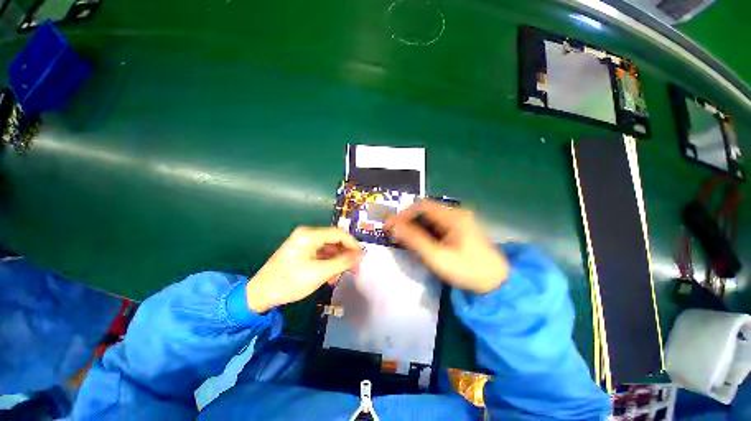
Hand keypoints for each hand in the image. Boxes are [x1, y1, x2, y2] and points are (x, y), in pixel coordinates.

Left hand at [245, 227, 361, 312]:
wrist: (260, 294)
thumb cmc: (290, 282)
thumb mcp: (319, 273)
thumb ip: (342, 262)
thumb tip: (360, 254)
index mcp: (310, 235)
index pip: (339, 233)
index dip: (353, 244)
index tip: (361, 257)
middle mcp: (307, 234)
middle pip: (334, 240)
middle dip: (345, 254)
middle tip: (354, 269)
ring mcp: (304, 242)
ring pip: (329, 247)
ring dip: (337, 261)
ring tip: (340, 276)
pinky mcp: (302, 250)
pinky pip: (321, 253)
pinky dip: (328, 263)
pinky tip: (330, 276)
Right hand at [385, 200, 507, 293]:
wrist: (496, 283)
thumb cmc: (466, 270)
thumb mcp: (436, 256)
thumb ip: (414, 240)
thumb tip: (393, 226)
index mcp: (453, 217)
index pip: (422, 206)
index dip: (404, 213)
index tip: (391, 225)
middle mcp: (456, 213)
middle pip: (425, 210)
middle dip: (408, 219)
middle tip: (394, 231)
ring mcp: (458, 221)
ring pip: (430, 217)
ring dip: (415, 225)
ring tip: (402, 236)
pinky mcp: (459, 229)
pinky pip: (436, 225)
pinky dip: (424, 230)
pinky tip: (418, 240)